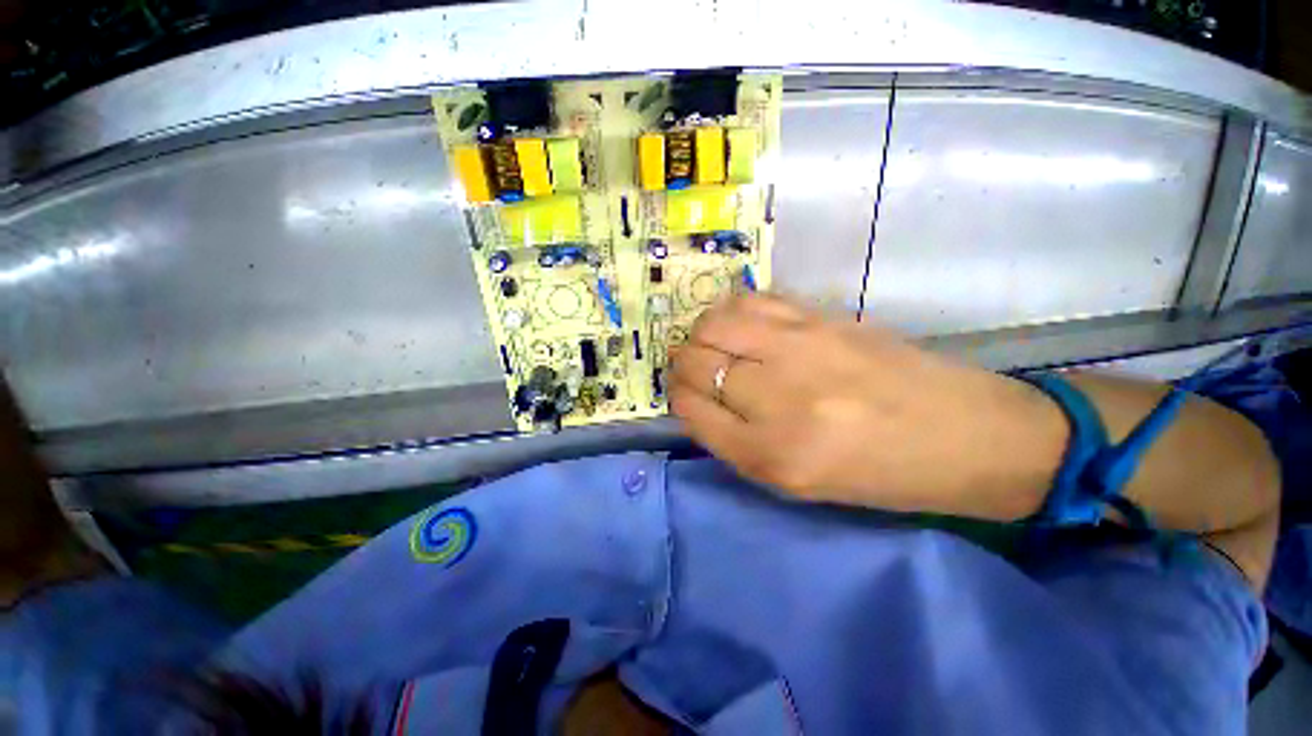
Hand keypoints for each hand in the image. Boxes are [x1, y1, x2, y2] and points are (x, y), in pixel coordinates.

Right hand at [667, 295, 1067, 517]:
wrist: (964, 436)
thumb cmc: (876, 474)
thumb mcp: (793, 481)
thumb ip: (734, 441)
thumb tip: (698, 399)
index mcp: (770, 453)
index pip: (691, 408)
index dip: (678, 397)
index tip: (682, 393)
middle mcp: (777, 396)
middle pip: (696, 361)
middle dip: (682, 365)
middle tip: (694, 369)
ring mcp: (801, 347)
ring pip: (714, 323)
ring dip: (702, 334)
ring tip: (712, 344)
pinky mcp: (823, 317)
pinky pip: (752, 301)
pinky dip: (732, 311)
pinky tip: (740, 325)